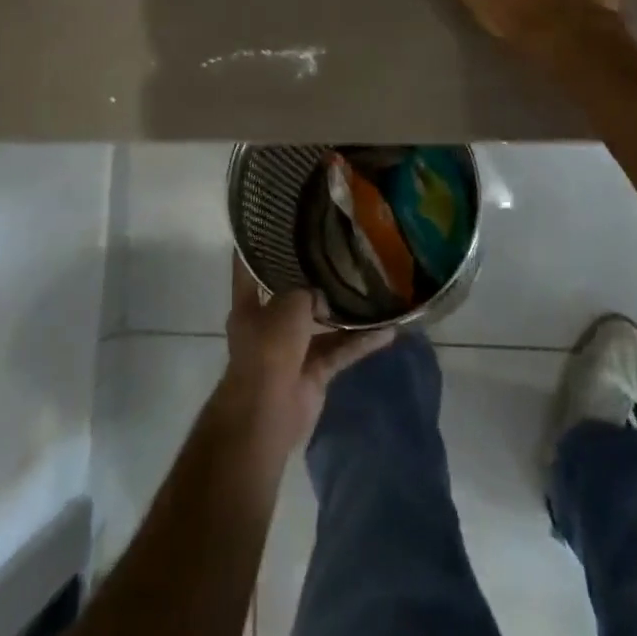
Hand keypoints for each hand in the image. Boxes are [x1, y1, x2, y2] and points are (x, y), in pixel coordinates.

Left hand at [217, 258, 395, 454]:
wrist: (268, 412)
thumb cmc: (268, 348)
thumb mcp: (288, 305)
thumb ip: (307, 291)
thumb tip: (324, 293)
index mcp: (249, 306)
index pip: (248, 268)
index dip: (258, 247)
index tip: (275, 223)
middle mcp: (268, 325)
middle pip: (293, 296)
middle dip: (314, 280)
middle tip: (340, 253)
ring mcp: (292, 350)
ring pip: (322, 325)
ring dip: (345, 313)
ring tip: (373, 288)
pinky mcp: (314, 373)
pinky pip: (340, 351)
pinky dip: (360, 343)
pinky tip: (388, 331)